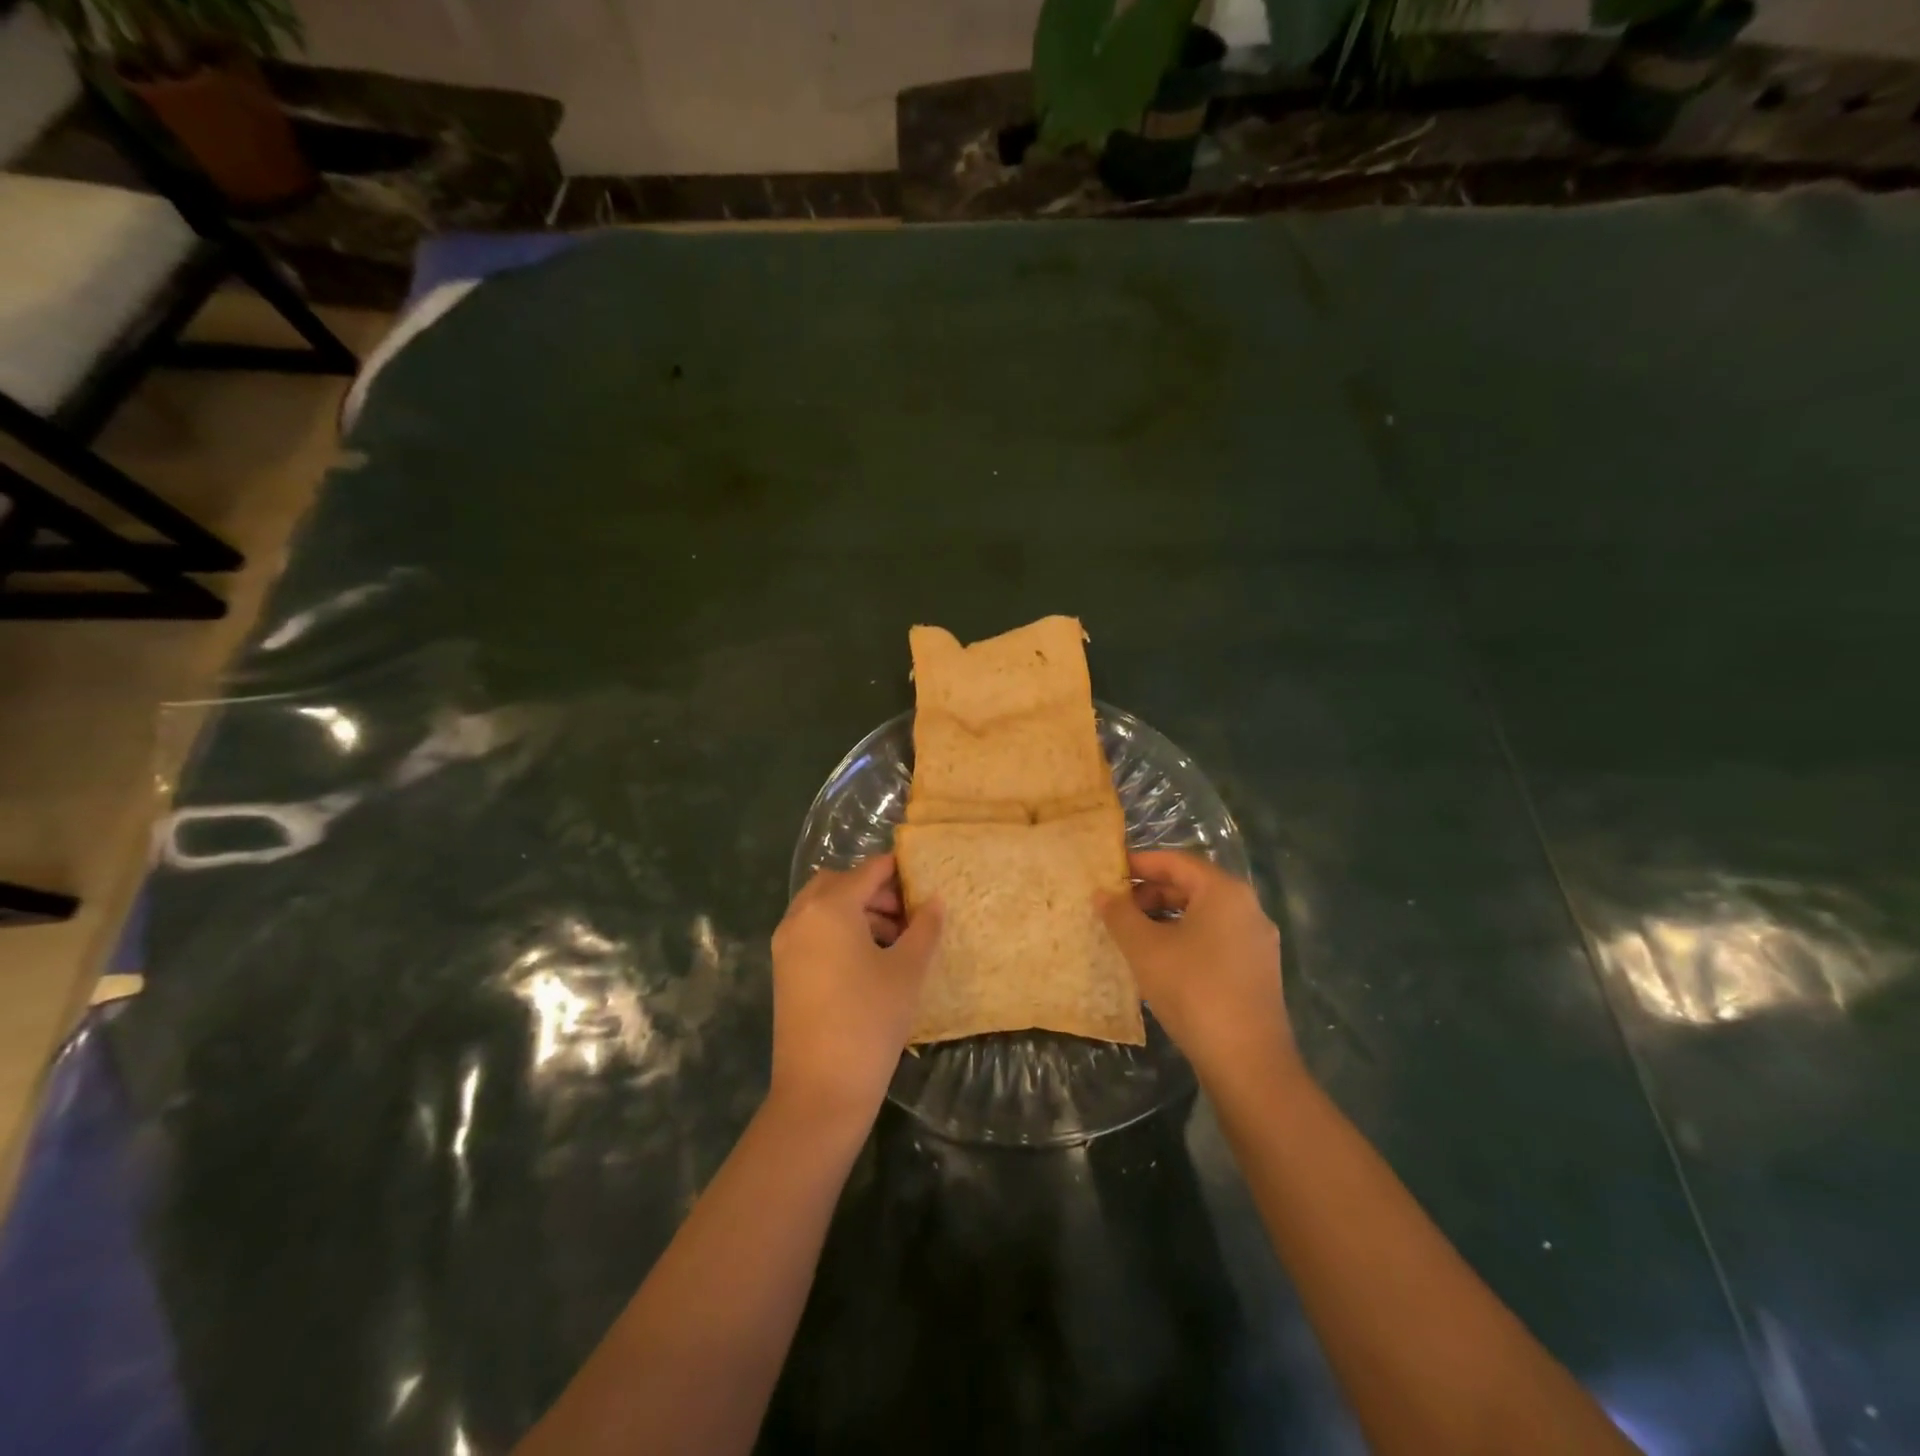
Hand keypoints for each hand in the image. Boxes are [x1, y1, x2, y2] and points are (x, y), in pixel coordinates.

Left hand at [769, 855, 941, 1127]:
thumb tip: (934, 901)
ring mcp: (786, 944)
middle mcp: (801, 916)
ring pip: (823, 907)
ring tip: (894, 939)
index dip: (898, 870)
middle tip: (907, 913)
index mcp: (830, 907)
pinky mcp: (784, 970)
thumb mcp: (907, 970)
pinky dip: (838, 930)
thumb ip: (924, 928)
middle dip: (873, 890)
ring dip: (856, 910)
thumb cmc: (870, 1020)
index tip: (925, 877)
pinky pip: (812, 931)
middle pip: (839, 883)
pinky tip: (868, 959)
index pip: (868, 870)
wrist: (821, 1089)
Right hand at [1100, 851, 1297, 1090]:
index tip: (1107, 872)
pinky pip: (1213, 939)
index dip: (1138, 863)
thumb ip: (1120, 914)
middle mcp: (1247, 908)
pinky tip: (1159, 961)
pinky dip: (1183, 939)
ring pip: (1202, 915)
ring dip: (1164, 918)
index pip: (1175, 861)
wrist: (1247, 1061)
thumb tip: (1102, 893)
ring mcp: (1255, 941)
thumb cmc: (1193, 989)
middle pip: (1190, 886)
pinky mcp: (1255, 971)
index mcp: (1224, 891)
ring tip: (1130, 935)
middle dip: (1149, 893)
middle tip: (1115, 907)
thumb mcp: (1145, 948)